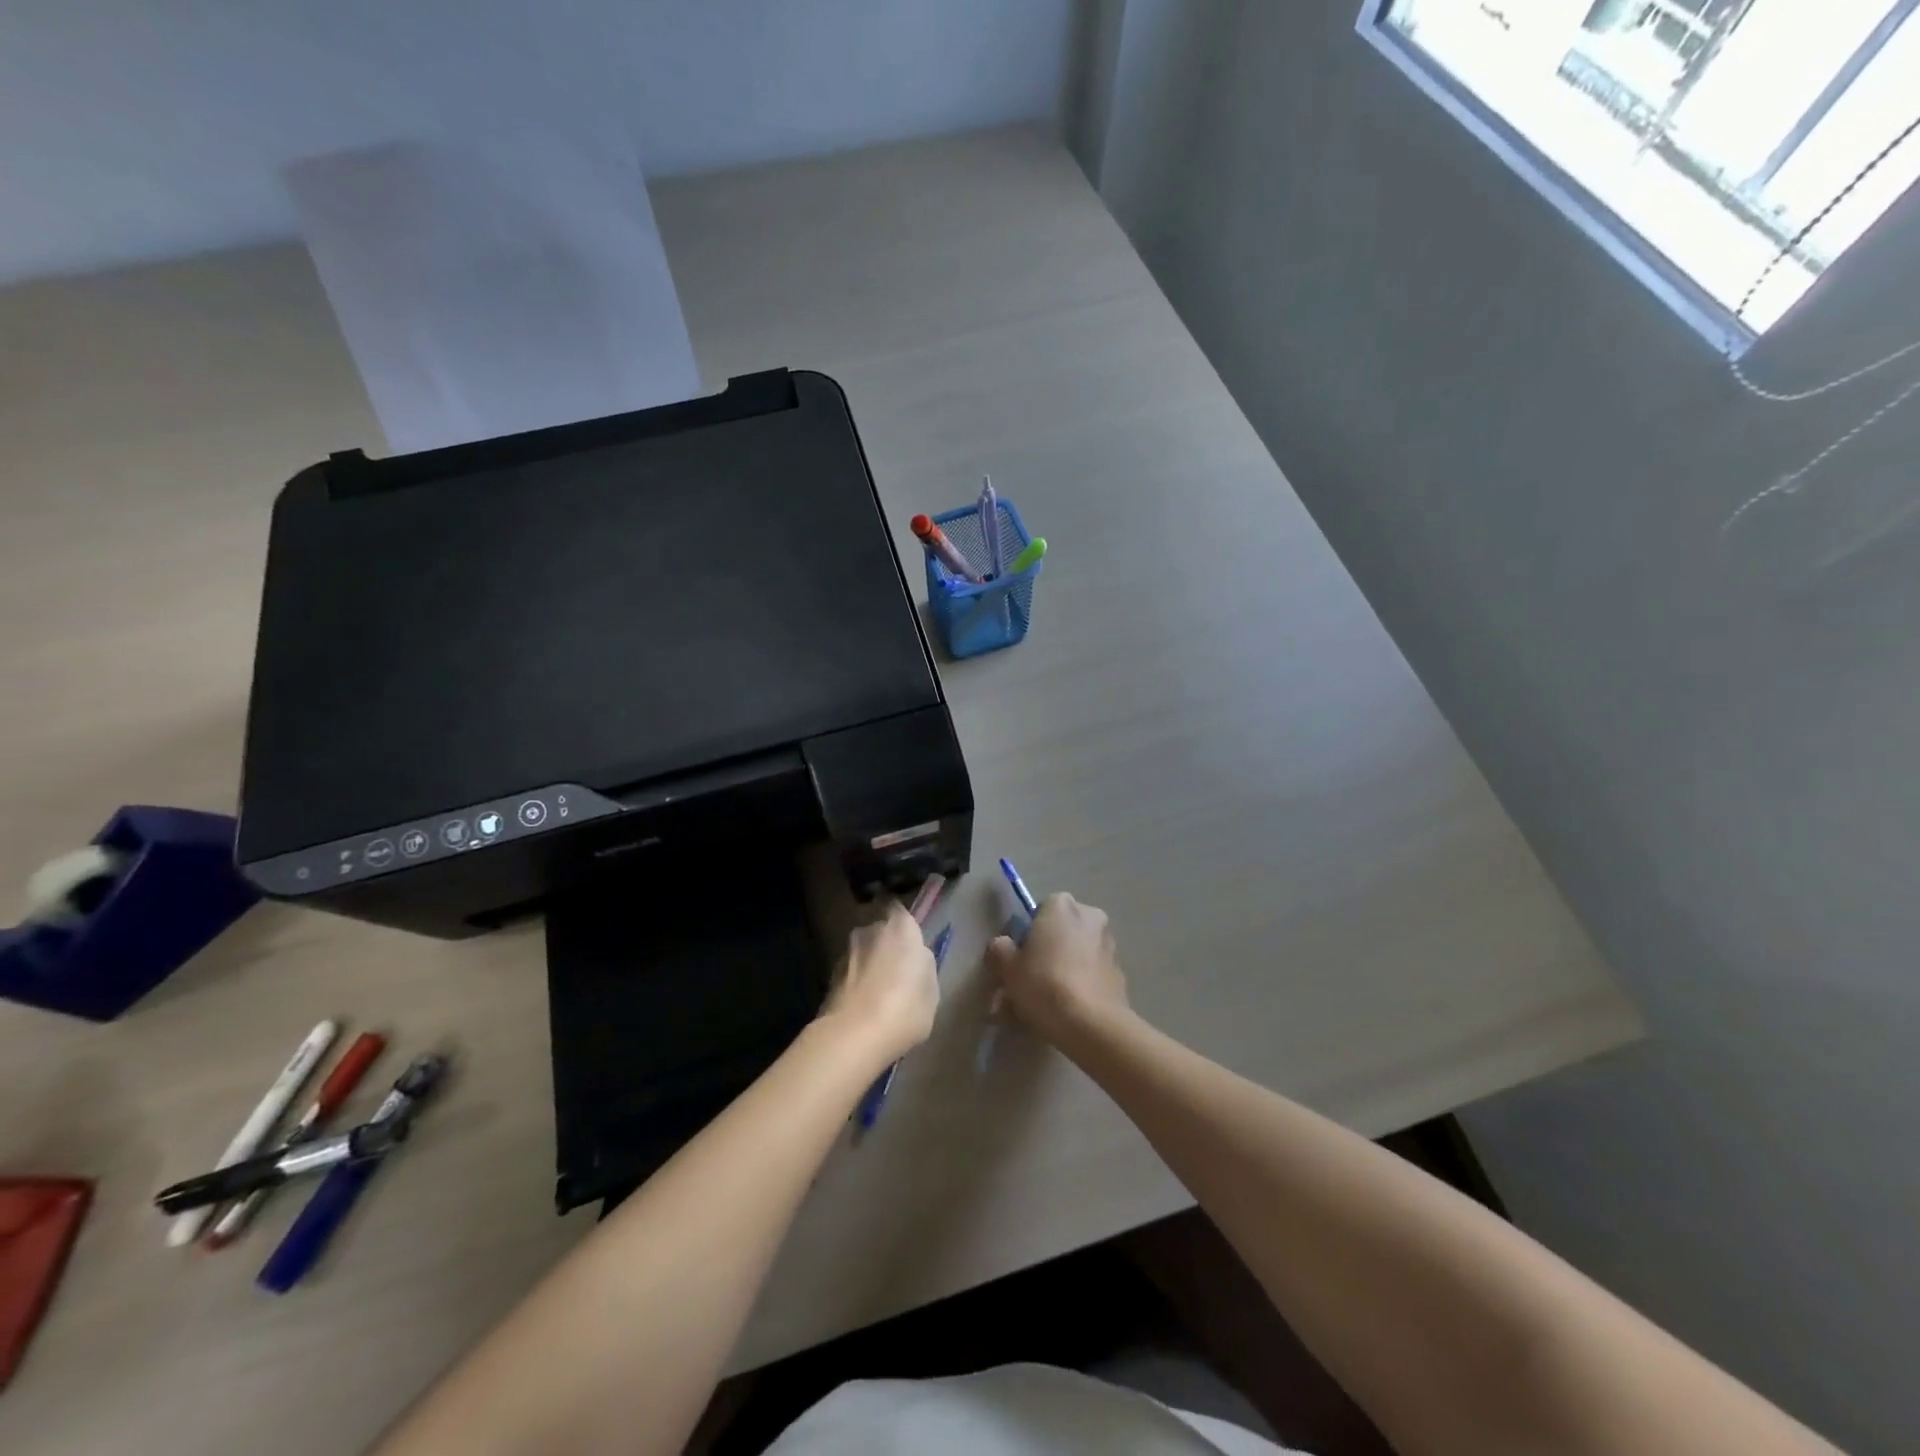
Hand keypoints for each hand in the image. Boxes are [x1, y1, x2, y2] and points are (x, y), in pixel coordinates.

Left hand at [818, 901, 939, 1066]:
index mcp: (900, 928)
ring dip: (869, 965)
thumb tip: (915, 959)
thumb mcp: (931, 990)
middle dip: (885, 946)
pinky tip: (863, 1007)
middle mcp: (870, 931)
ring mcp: (845, 952)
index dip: (902, 923)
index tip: (909, 941)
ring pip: (862, 952)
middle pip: (879, 931)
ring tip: (878, 995)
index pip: (898, 909)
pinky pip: (850, 973)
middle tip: (896, 972)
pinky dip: (855, 983)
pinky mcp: (829, 976)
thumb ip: (923, 967)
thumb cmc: (905, 1008)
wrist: (853, 1036)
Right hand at [985, 893, 1129, 1045]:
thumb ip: (1000, 950)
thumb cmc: (1045, 984)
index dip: (1026, 936)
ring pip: (1074, 957)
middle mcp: (1090, 916)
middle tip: (1025, 985)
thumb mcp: (1008, 968)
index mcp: (1062, 905)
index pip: (1039, 911)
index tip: (1017, 960)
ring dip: (1059, 974)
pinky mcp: (1119, 975)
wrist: (1092, 1025)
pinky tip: (1062, 1014)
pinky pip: (1089, 976)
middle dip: (1044, 955)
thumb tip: (1002, 946)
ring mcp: (1108, 945)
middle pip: (1059, 933)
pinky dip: (1076, 988)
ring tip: (1039, 1007)